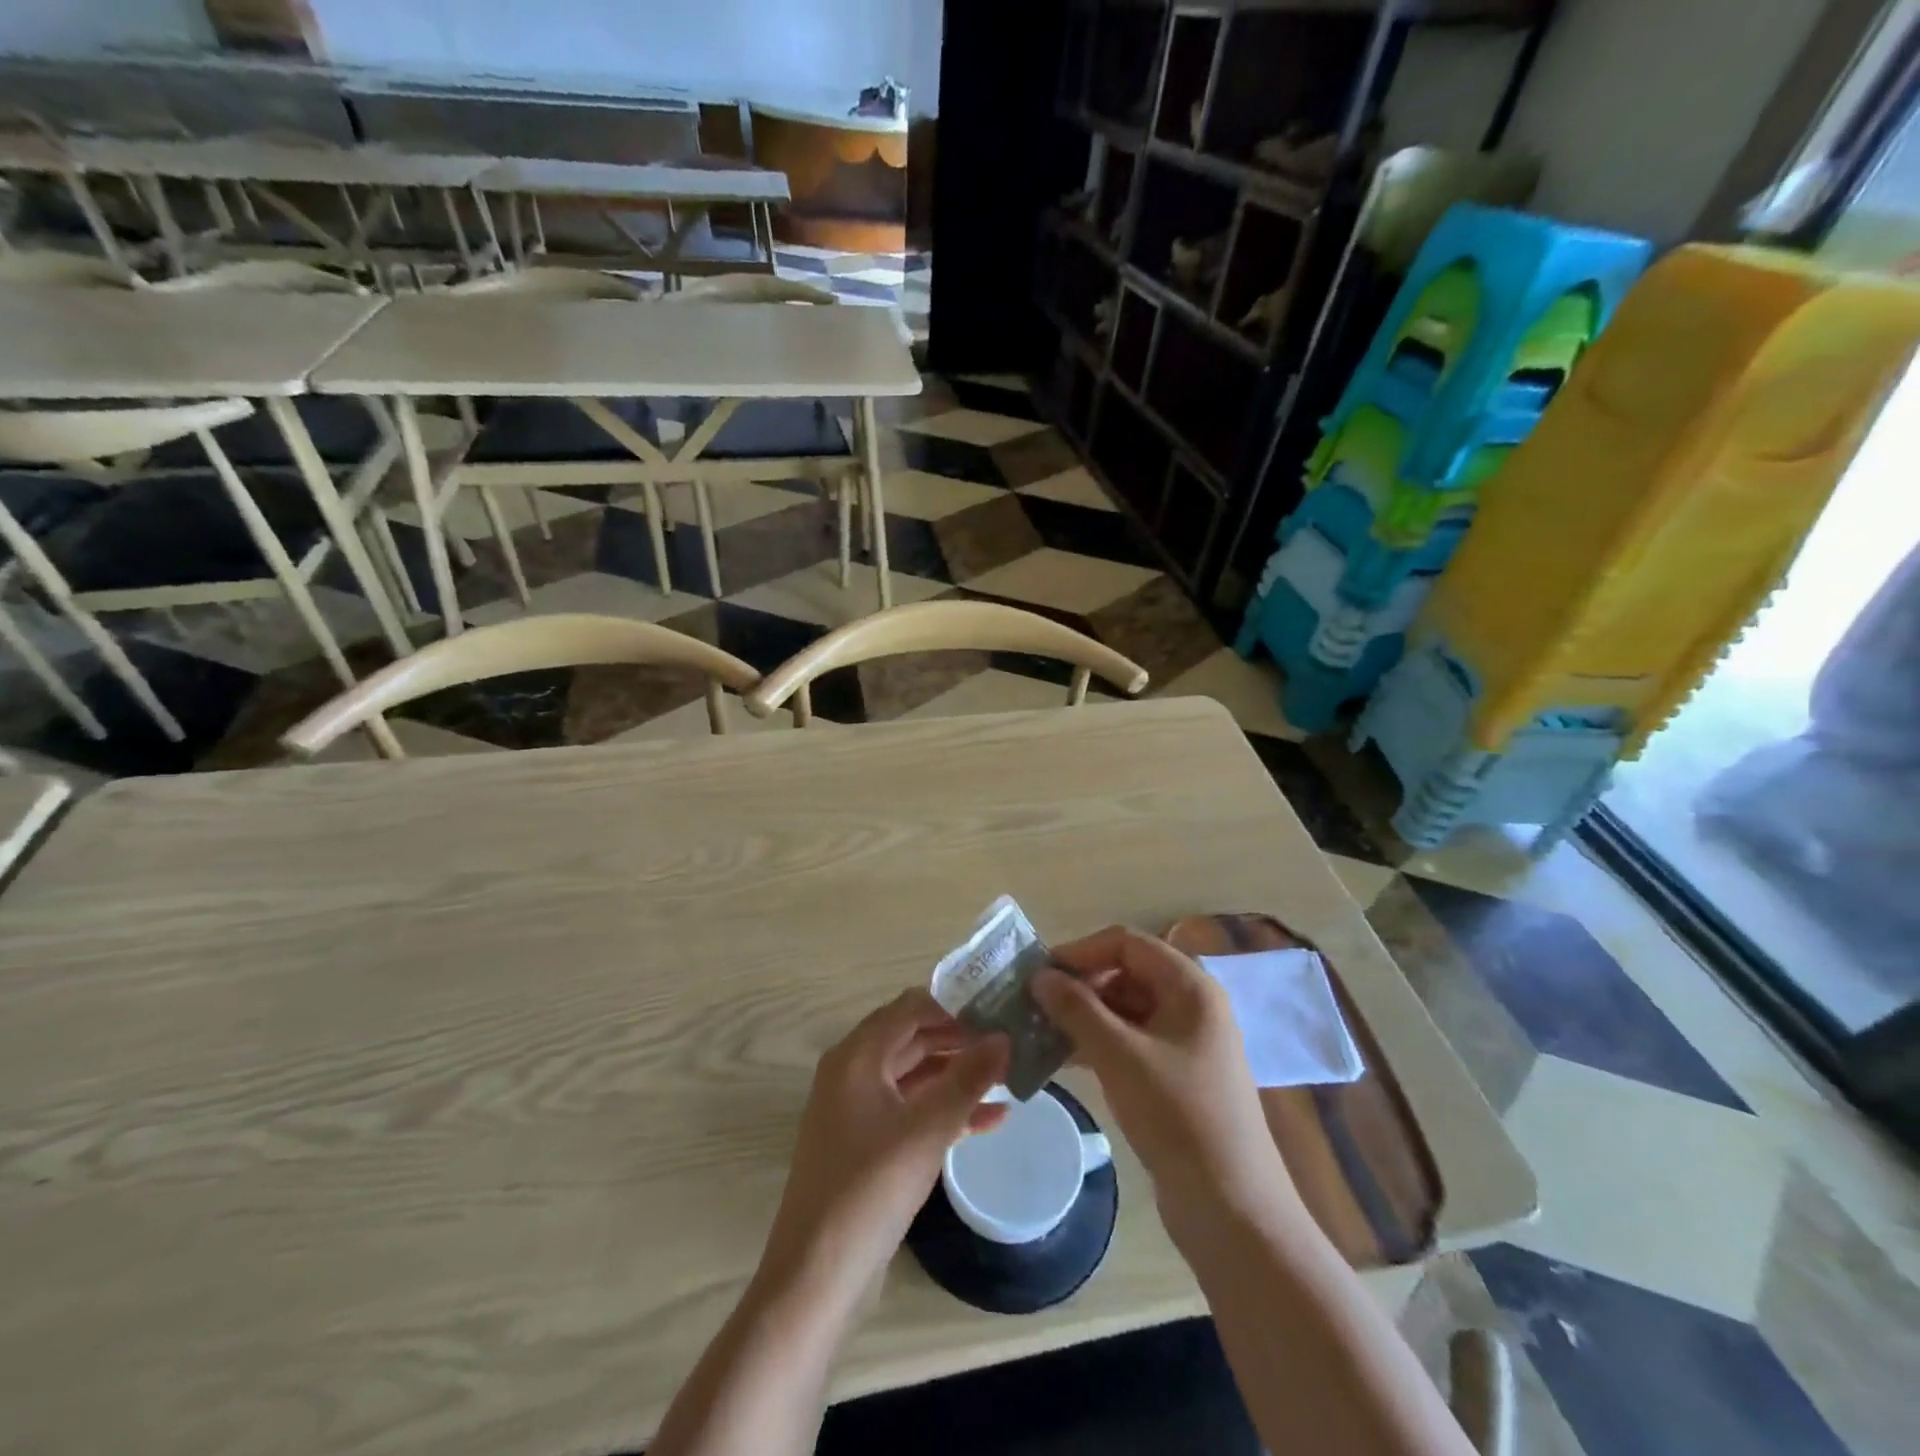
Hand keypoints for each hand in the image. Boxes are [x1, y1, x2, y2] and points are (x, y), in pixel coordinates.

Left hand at [759, 991, 1007, 1307]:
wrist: (817, 1277)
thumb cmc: (870, 1188)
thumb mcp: (928, 1129)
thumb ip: (969, 1078)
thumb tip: (1005, 1036)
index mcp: (857, 1056)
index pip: (910, 1007)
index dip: (954, 1004)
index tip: (998, 1008)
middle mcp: (853, 1072)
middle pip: (913, 1038)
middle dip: (960, 1040)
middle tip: (1010, 1041)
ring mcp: (858, 1110)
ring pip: (915, 1076)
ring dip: (958, 1076)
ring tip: (1009, 1076)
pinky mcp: (867, 1145)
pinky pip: (911, 1111)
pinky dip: (946, 1110)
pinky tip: (992, 1119)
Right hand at [1032, 927, 1295, 1238]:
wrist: (1232, 1210)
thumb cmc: (1178, 1116)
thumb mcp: (1120, 1056)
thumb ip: (1076, 1009)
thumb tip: (1039, 975)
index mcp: (1190, 986)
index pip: (1127, 943)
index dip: (1081, 951)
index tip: (1040, 973)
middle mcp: (1191, 1005)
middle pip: (1126, 973)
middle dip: (1079, 985)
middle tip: (1034, 1005)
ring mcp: (1186, 1042)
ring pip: (1125, 1009)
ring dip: (1084, 1016)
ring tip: (1040, 1032)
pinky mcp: (1176, 1075)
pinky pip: (1131, 1041)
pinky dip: (1098, 1044)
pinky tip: (1063, 1059)